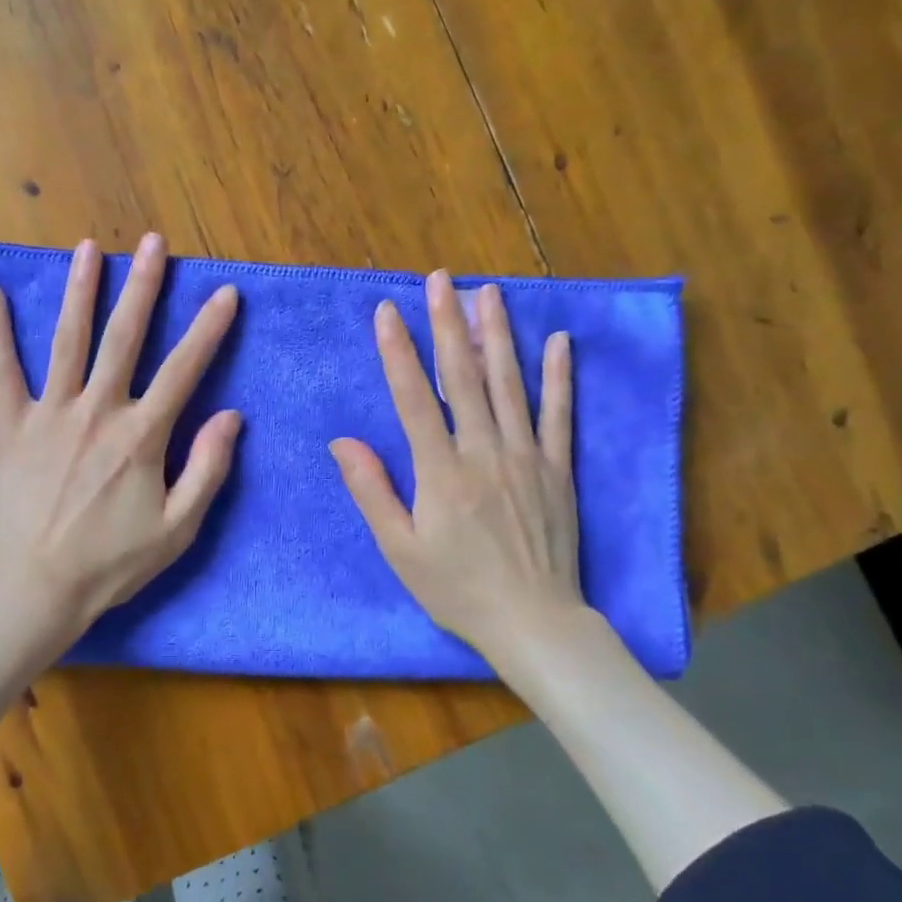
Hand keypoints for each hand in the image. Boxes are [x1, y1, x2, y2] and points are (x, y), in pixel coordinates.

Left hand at [0, 233, 241, 654]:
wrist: (36, 587)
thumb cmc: (112, 562)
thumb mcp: (178, 528)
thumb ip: (208, 469)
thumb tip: (231, 416)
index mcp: (141, 436)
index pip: (183, 370)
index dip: (207, 329)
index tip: (225, 293)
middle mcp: (97, 411)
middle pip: (124, 337)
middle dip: (143, 286)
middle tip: (154, 243)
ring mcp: (50, 414)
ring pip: (69, 341)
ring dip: (80, 291)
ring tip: (88, 248)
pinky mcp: (12, 426)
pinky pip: (3, 372)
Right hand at [330, 271, 599, 680]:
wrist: (533, 622)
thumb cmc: (457, 589)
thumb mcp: (399, 550)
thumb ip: (372, 491)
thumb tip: (342, 442)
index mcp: (441, 472)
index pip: (414, 398)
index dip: (398, 352)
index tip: (387, 311)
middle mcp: (484, 452)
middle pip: (463, 377)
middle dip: (448, 324)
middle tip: (441, 279)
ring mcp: (527, 457)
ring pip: (510, 385)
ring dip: (497, 335)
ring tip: (489, 292)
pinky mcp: (558, 469)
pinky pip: (559, 415)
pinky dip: (559, 376)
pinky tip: (558, 341)